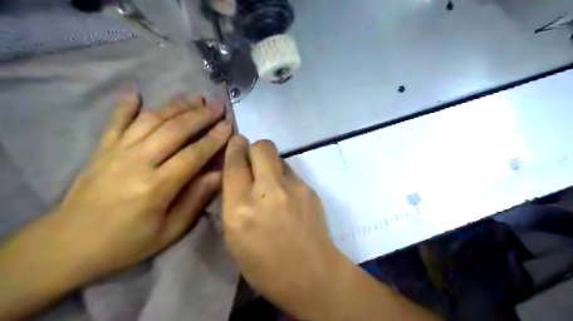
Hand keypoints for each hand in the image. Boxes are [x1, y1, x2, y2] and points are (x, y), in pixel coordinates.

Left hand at [50, 89, 231, 278]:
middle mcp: (137, 162)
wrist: (69, 246)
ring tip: (195, 97)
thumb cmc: (126, 243)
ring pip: (151, 121)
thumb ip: (195, 199)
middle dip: (200, 115)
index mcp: (156, 187)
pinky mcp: (101, 150)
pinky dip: (125, 106)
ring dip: (176, 106)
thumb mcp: (169, 231)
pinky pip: (115, 122)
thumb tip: (218, 173)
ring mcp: (116, 152)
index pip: (193, 155)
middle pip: (174, 130)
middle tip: (218, 105)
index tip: (229, 126)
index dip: (214, 139)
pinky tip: (135, 93)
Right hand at [221, 138, 444, 320]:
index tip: (236, 143)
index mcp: (241, 208)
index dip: (234, 148)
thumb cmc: (265, 266)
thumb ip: (233, 202)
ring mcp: (293, 188)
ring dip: (270, 165)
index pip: (234, 163)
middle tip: (253, 161)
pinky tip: (288, 198)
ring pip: (278, 158)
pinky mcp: (310, 189)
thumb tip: (237, 176)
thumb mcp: (234, 238)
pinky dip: (285, 179)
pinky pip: (291, 173)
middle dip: (254, 148)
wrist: (311, 274)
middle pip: (262, 146)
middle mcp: (267, 191)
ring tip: (272, 186)